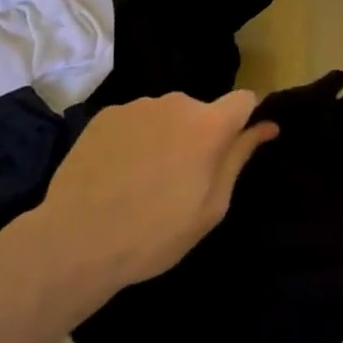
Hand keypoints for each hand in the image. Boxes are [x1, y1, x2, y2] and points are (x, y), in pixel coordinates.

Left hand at [28, 91, 276, 309]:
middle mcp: (177, 103)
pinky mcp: (105, 116)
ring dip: (166, 137)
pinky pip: (134, 121)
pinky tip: (116, 173)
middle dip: (199, 135)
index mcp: (209, 125)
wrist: (74, 242)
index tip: (235, 145)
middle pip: (201, 111)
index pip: (244, 99)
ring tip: (143, 179)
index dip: (245, 119)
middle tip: (181, 179)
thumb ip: (239, 158)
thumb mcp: (211, 207)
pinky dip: (134, 140)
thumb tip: (267, 126)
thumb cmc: (154, 234)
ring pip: (166, 116)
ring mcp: (138, 106)